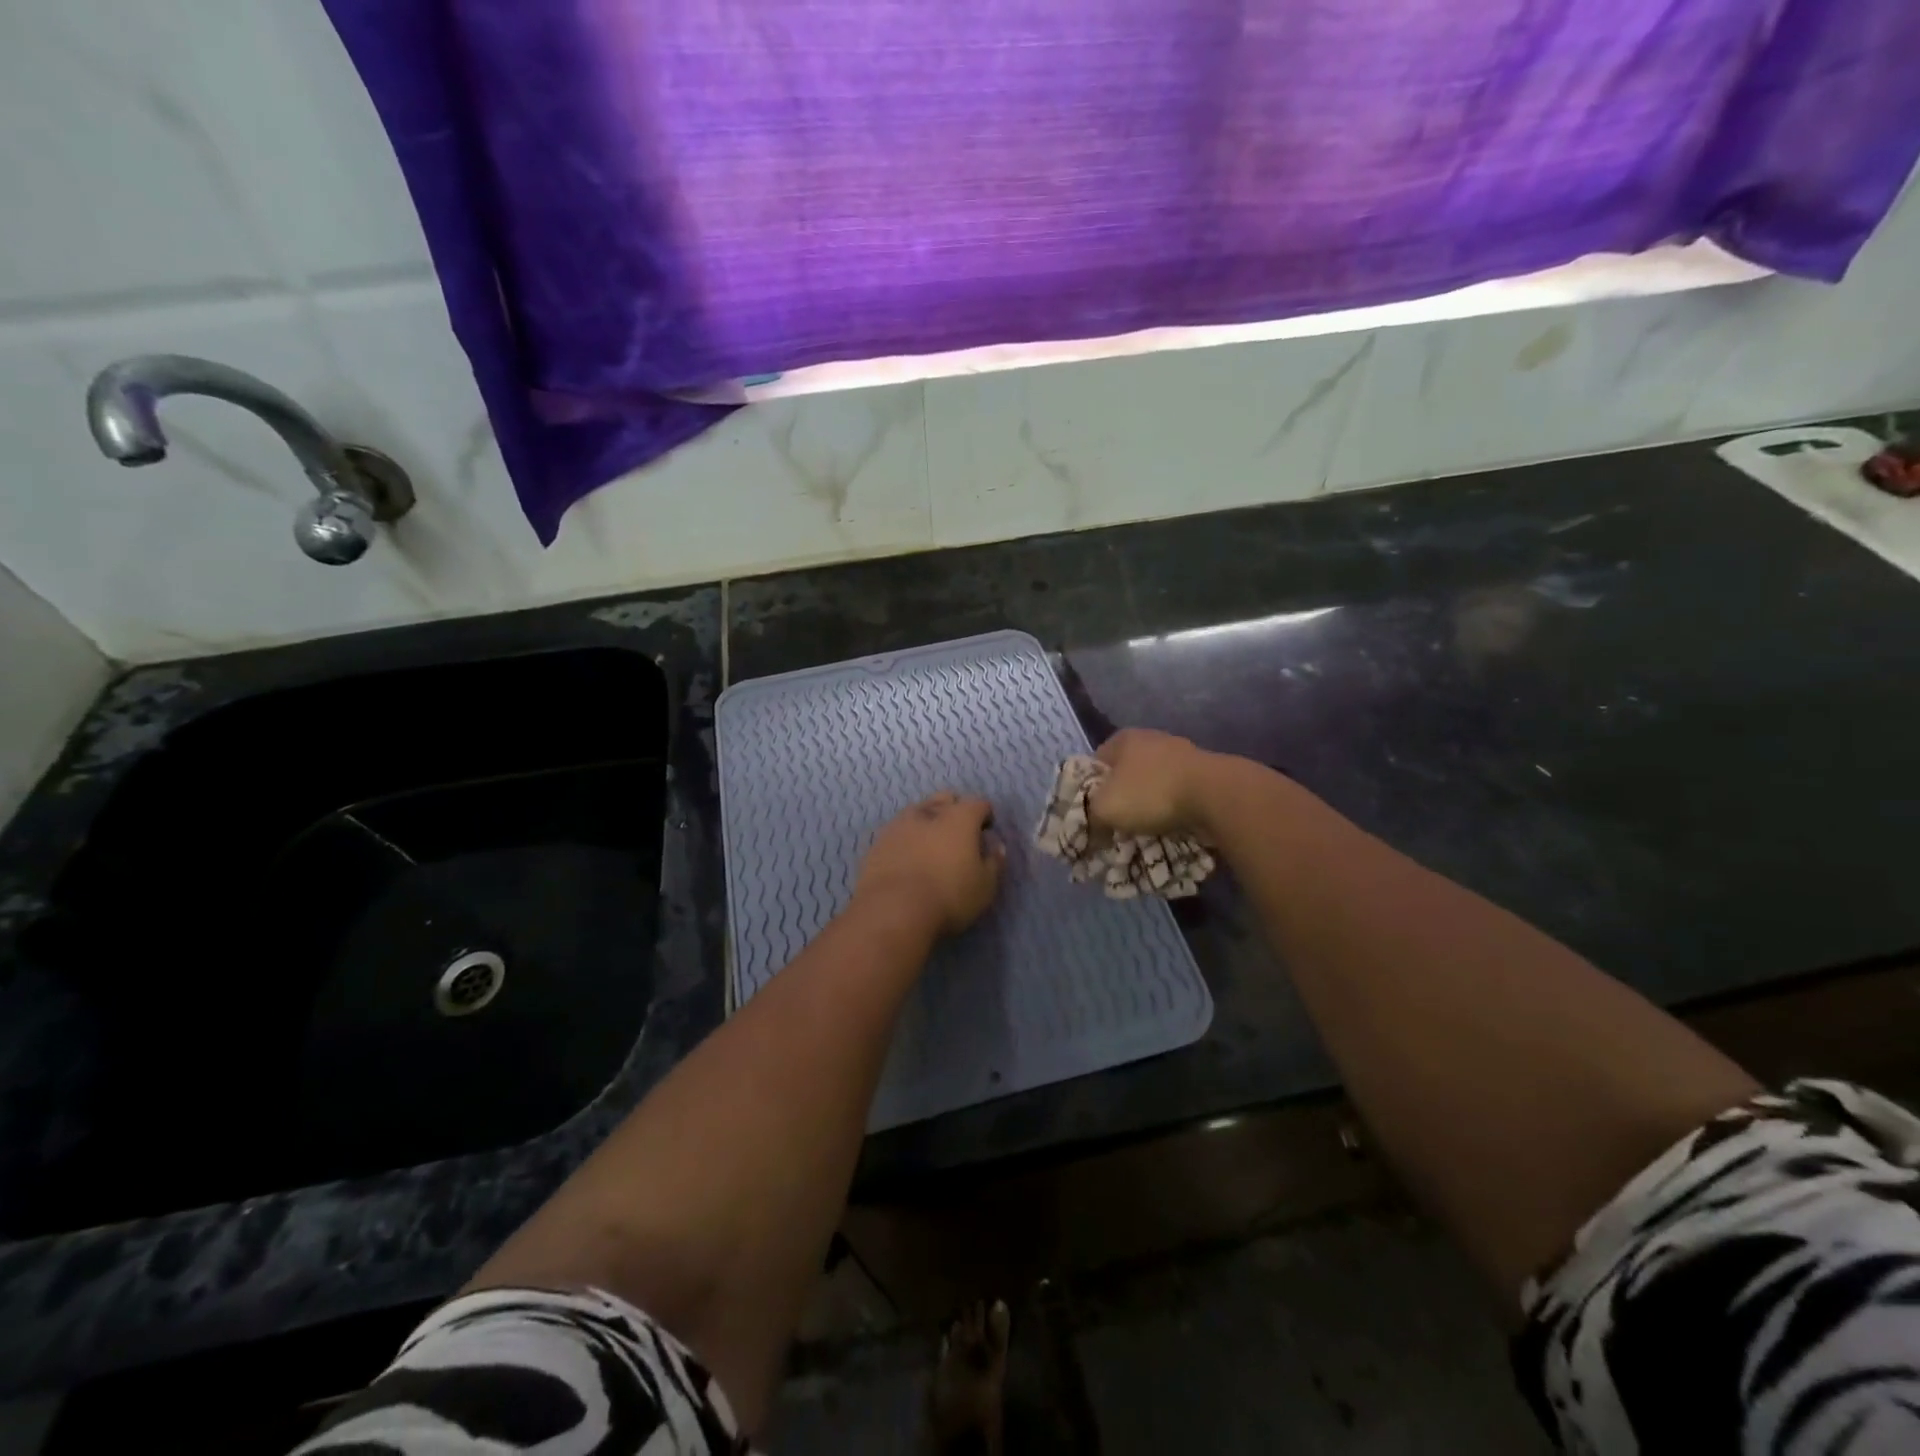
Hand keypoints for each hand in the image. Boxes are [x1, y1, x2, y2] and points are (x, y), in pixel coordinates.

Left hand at [854, 792, 1004, 936]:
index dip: (986, 816)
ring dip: (927, 822)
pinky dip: (906, 840)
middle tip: (959, 835)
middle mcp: (928, 812)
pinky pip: (897, 833)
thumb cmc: (949, 896)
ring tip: (930, 845)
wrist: (893, 911)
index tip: (986, 833)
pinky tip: (907, 859)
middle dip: (955, 810)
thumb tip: (995, 846)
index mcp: (959, 817)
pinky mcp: (877, 843)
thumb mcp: (985, 886)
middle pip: (945, 799)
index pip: (979, 804)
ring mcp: (898, 825)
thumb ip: (994, 862)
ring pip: (917, 812)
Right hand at [1088, 728, 1218, 837]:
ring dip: (1149, 803)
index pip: (1095, 763)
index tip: (1093, 814)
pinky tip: (1172, 824)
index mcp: (1124, 738)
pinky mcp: (1204, 771)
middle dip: (1122, 797)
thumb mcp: (1105, 808)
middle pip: (1126, 773)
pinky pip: (1179, 792)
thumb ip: (1090, 816)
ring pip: (1154, 782)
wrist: (1214, 795)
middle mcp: (1152, 738)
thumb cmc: (1151, 794)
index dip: (1090, 790)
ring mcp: (1182, 752)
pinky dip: (1173, 807)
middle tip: (1118, 824)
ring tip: (1146, 829)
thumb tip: (1092, 829)